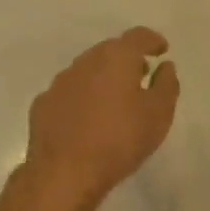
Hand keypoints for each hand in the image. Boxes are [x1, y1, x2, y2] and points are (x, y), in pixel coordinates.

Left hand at [22, 27, 179, 210]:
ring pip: (88, 69)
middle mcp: (87, 60)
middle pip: (111, 50)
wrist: (63, 174)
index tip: (162, 49)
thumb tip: (165, 66)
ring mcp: (61, 81)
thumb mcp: (158, 114)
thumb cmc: (119, 140)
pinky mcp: (43, 104)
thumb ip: (166, 85)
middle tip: (141, 75)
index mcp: (117, 57)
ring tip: (115, 99)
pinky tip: (86, 118)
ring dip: (103, 77)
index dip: (152, 40)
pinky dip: (82, 97)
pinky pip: (69, 92)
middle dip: (128, 59)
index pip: (138, 36)